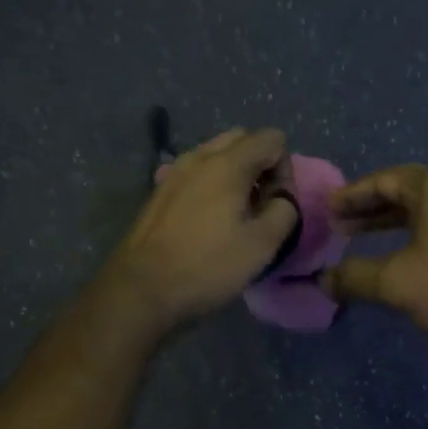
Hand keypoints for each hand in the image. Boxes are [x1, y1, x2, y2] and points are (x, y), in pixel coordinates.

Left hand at [105, 128, 299, 333]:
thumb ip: (284, 211)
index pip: (272, 139)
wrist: (141, 289)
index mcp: (228, 163)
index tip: (278, 204)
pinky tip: (209, 222)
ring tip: (236, 215)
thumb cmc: (207, 266)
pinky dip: (212, 185)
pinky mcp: (160, 192)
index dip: (285, 169)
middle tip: (261, 204)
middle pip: (242, 140)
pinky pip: (196, 173)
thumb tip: (281, 199)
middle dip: (261, 164)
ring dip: (236, 174)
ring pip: (216, 155)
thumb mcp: (262, 245)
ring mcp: (174, 172)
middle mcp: (199, 157)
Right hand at [323, 165, 427, 366]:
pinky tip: (407, 257)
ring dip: (395, 222)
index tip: (329, 209)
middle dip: (372, 207)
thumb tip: (323, 281)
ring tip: (365, 240)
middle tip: (341, 226)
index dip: (354, 194)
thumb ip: (355, 277)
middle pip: (409, 190)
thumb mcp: (397, 284)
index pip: (387, 179)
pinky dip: (421, 233)